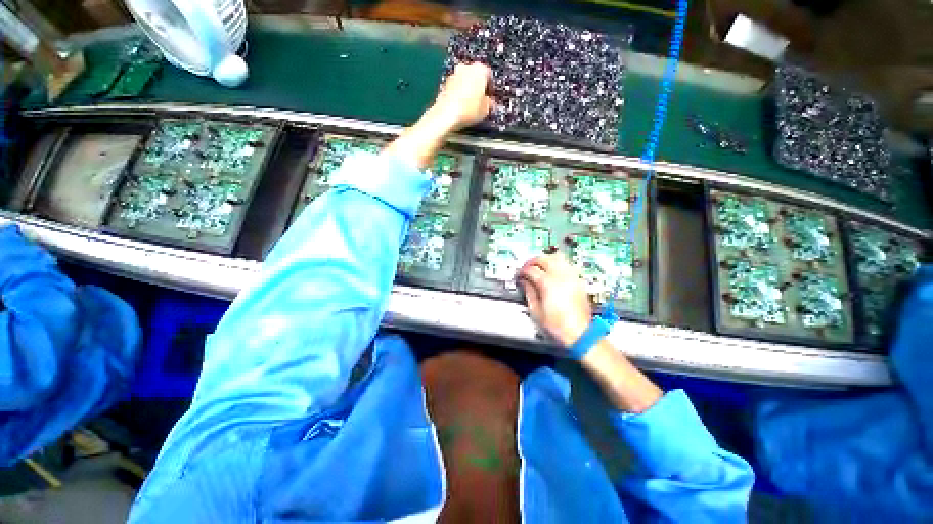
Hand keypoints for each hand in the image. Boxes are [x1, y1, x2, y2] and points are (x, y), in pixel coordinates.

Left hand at [430, 62, 494, 131]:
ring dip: (467, 88)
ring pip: (464, 80)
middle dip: (478, 86)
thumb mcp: (486, 109)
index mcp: (480, 69)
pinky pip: (455, 87)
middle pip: (475, 75)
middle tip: (480, 100)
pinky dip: (458, 93)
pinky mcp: (444, 83)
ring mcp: (454, 74)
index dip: (490, 88)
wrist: (446, 114)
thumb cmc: (470, 110)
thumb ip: (489, 103)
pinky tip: (460, 105)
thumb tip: (489, 102)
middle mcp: (466, 67)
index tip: (490, 98)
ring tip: (469, 104)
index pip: (489, 75)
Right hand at [518, 252, 592, 347]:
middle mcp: (561, 277)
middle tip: (527, 267)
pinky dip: (558, 264)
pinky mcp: (578, 281)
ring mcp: (571, 277)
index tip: (519, 275)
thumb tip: (525, 282)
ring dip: (546, 259)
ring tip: (539, 266)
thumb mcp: (536, 311)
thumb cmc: (558, 325)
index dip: (522, 271)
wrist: (579, 333)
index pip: (531, 269)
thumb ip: (529, 292)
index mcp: (548, 284)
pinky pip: (567, 265)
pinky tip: (553, 270)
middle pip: (544, 259)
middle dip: (532, 261)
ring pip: (557, 258)